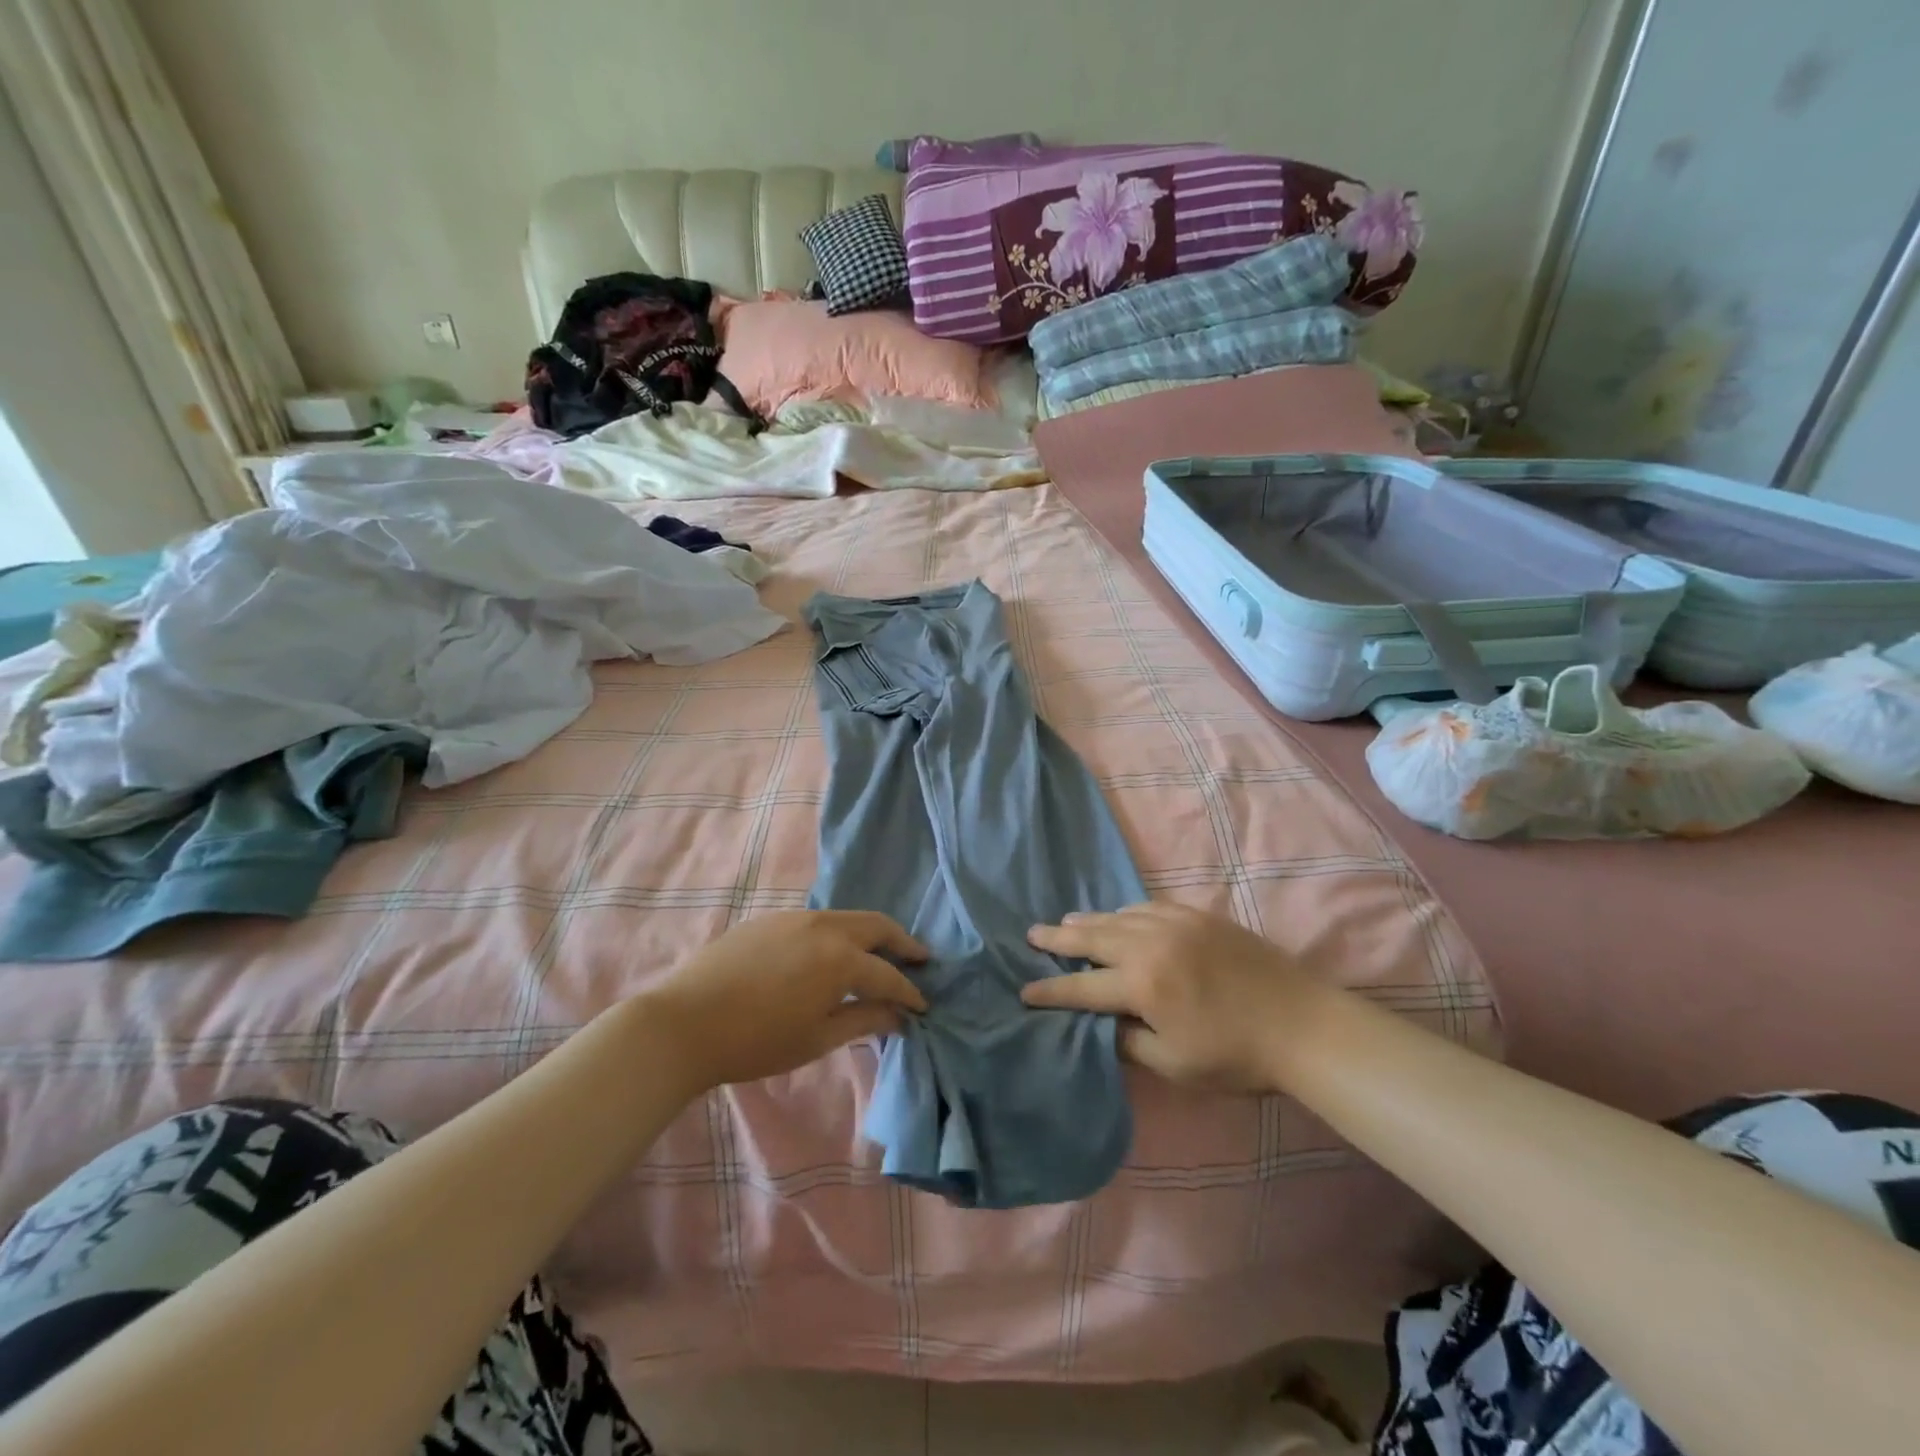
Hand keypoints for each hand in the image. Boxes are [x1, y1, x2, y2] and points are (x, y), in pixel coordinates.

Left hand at [644, 910, 927, 1090]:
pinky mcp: (770, 919)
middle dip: (902, 942)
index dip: (909, 991)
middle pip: (877, 926)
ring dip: (870, 934)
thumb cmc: (756, 1041)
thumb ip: (864, 1019)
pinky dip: (838, 933)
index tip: (924, 1005)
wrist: (684, 1022)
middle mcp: (825, 927)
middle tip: (920, 958)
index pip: (888, 974)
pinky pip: (818, 920)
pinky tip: (831, 953)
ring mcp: (795, 918)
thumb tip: (900, 1016)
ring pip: (847, 918)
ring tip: (879, 954)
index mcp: (841, 958)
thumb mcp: (816, 1037)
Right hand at [1023, 902, 1311, 1092]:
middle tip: (1031, 932)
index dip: (1051, 990)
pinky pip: (1149, 907)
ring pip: (1119, 916)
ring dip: (1090, 921)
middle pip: (1093, 937)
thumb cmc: (1237, 1055)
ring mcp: (1176, 923)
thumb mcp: (1175, 1064)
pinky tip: (1121, 917)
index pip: (1082, 987)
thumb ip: (1131, 1041)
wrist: (1303, 1024)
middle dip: (1058, 938)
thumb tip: (1106, 1023)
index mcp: (1142, 984)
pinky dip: (1126, 913)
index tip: (1024, 990)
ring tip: (1066, 923)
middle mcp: (1151, 944)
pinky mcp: (1199, 915)